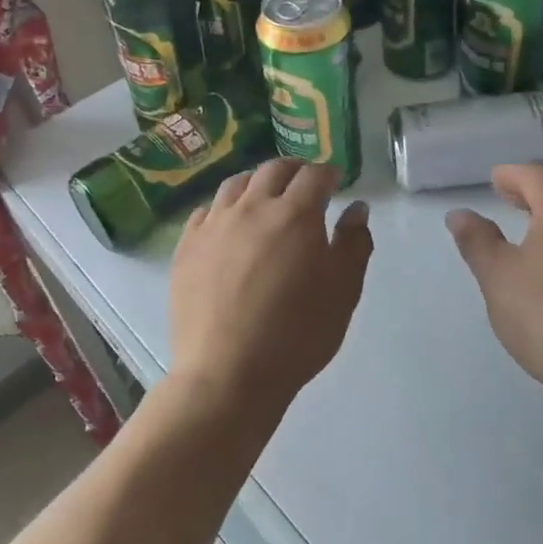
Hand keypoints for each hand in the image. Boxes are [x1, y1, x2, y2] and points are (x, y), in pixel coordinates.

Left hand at [170, 159, 372, 415]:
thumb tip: (356, 208)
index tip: (335, 181)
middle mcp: (251, 207)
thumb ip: (354, 244)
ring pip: (235, 184)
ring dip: (256, 182)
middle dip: (294, 170)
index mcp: (295, 214)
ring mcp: (214, 225)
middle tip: (304, 184)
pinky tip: (228, 224)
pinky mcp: (186, 246)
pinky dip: (224, 207)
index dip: (328, 173)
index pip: (314, 175)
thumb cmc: (296, 334)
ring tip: (265, 197)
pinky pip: (206, 211)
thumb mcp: (343, 292)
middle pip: (273, 170)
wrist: (227, 373)